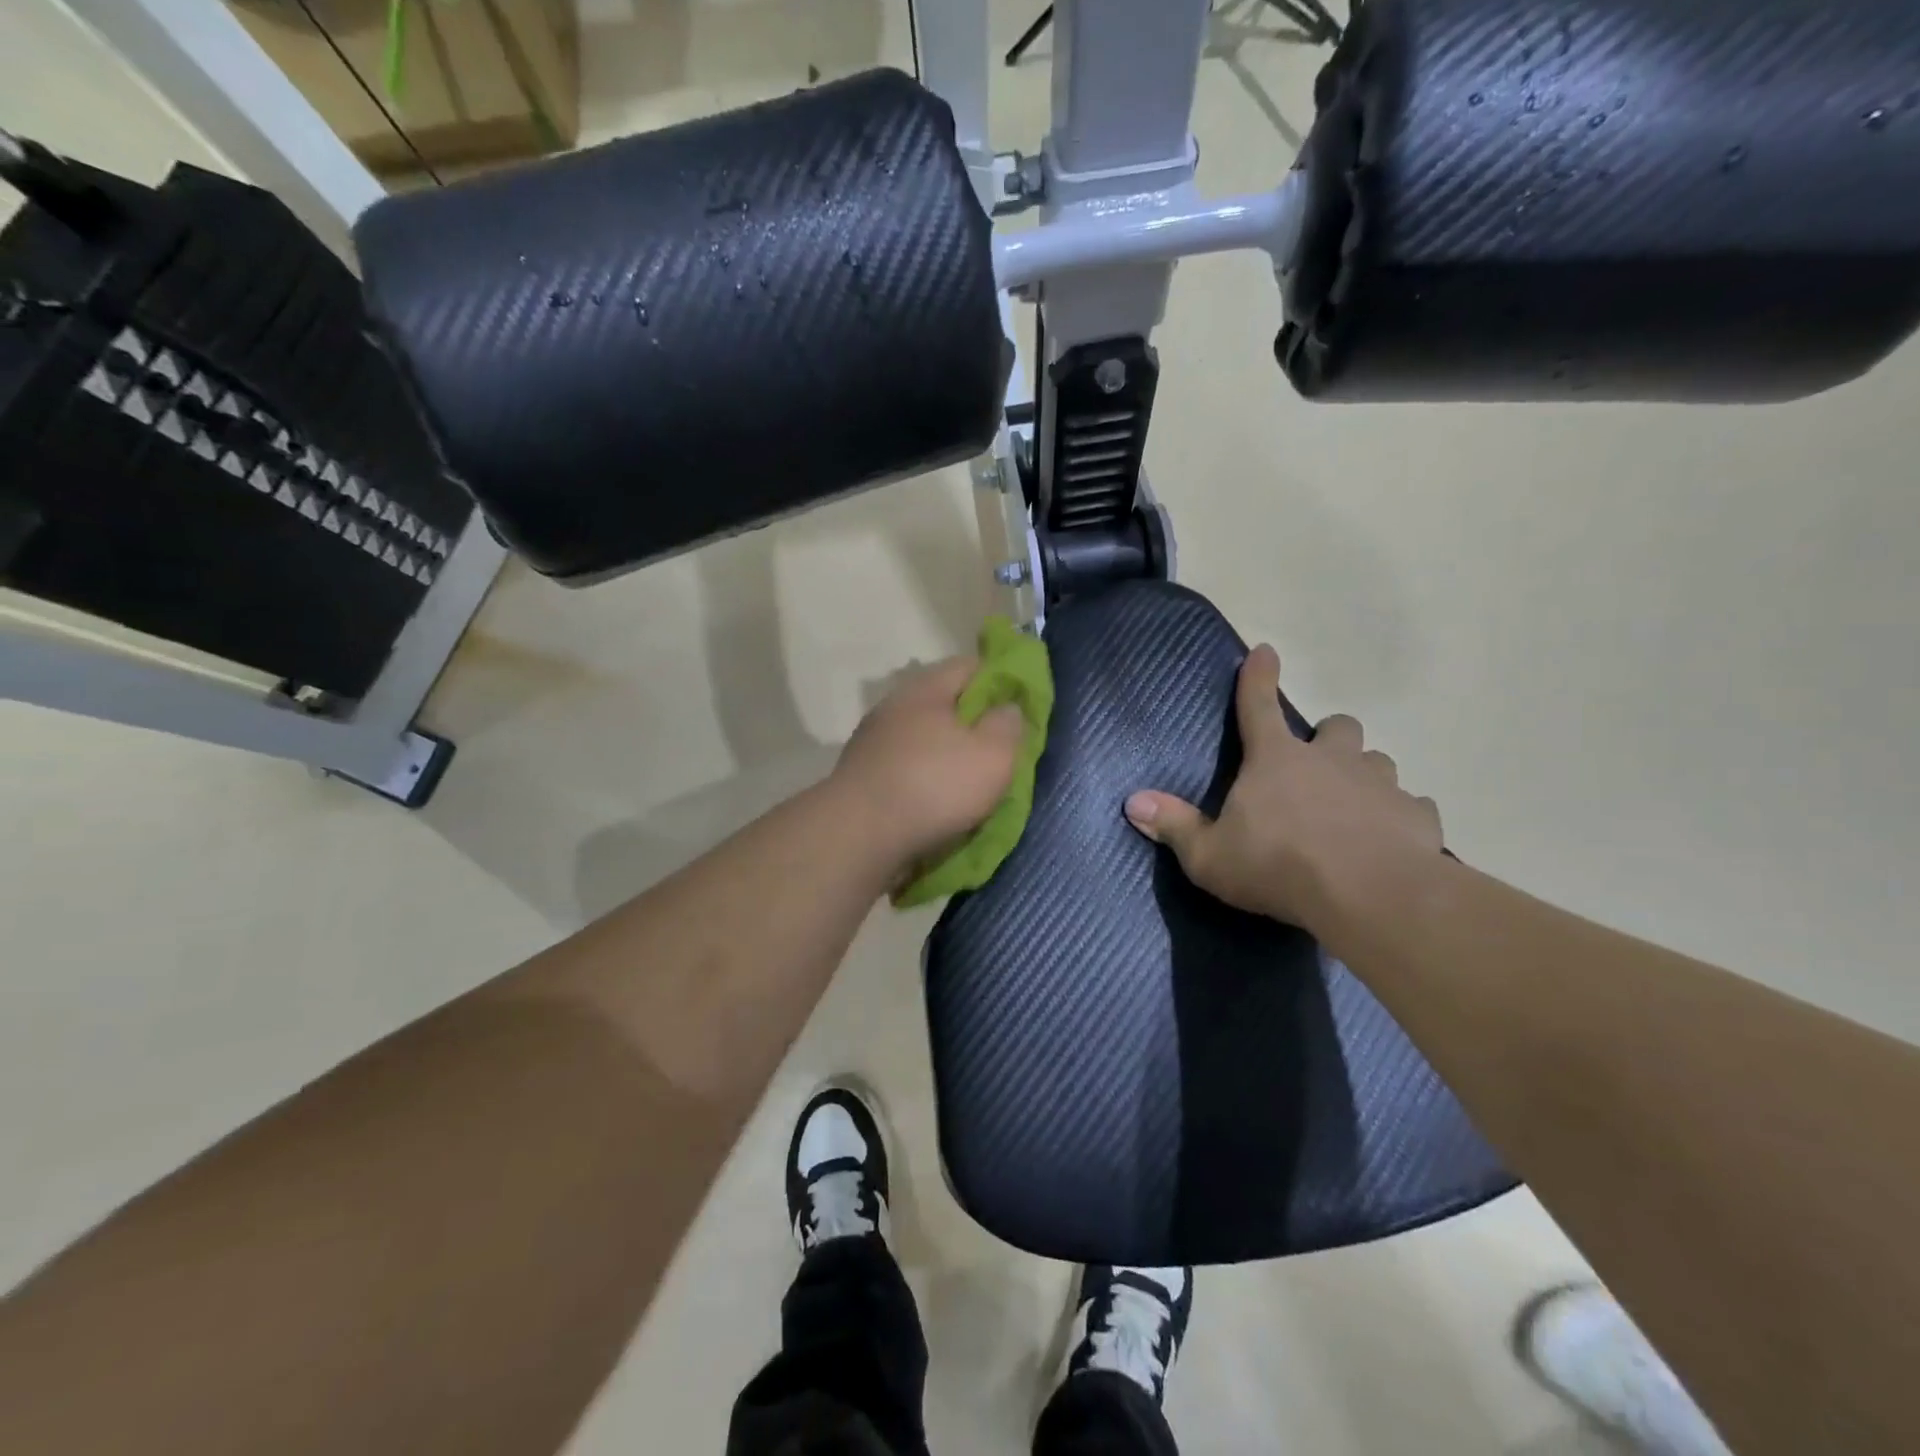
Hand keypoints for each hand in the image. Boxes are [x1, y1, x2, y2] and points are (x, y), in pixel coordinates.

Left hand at [832, 656, 1025, 879]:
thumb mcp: (993, 754)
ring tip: (971, 783)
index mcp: (925, 688)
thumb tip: (1008, 708)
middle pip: (945, 704)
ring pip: (924, 739)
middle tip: (1001, 750)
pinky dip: (925, 780)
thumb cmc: (934, 786)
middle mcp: (894, 707)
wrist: (858, 836)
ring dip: (947, 756)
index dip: (1001, 681)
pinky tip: (938, 803)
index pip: (970, 666)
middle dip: (974, 723)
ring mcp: (873, 742)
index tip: (1022, 708)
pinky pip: (906, 769)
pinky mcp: (862, 777)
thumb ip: (1009, 725)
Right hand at [1123, 644, 1443, 932]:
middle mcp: (1331, 760)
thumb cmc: (1278, 867)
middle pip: (1338, 726)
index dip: (1258, 677)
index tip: (1265, 650)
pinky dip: (1399, 816)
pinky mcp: (1416, 816)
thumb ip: (1173, 826)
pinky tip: (1391, 839)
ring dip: (1363, 775)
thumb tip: (1132, 802)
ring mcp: (1379, 784)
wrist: (1369, 896)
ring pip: (1377, 761)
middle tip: (1317, 766)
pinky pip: (1411, 806)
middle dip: (1328, 737)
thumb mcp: (1209, 855)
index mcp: (1276, 760)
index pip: (1259, 706)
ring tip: (1353, 807)